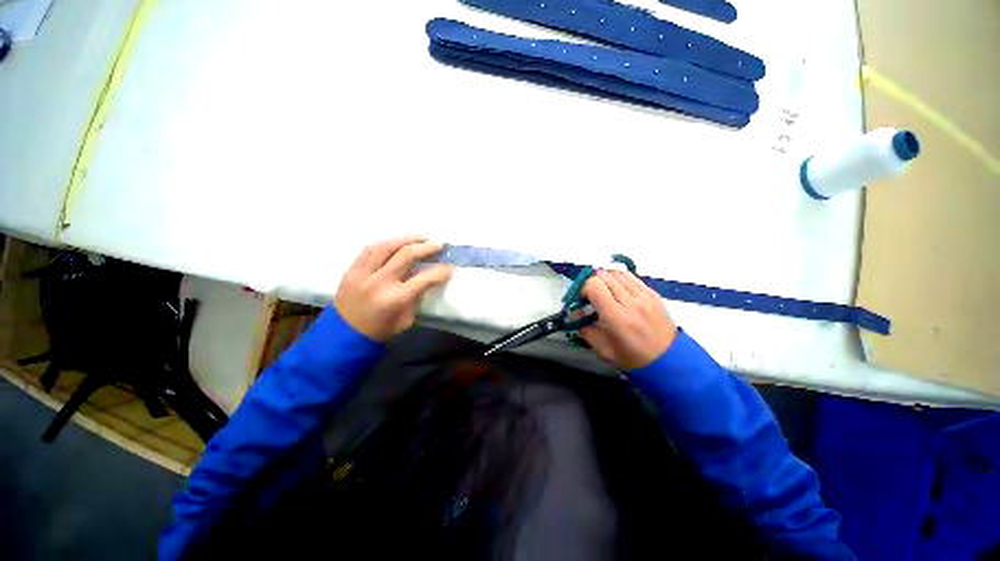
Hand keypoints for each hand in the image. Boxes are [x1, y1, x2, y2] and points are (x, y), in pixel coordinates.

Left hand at [334, 236, 453, 340]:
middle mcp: (380, 281)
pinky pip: (370, 249)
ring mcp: (364, 273)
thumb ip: (414, 300)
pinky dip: (385, 243)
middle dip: (425, 247)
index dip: (440, 271)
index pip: (424, 278)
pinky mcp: (352, 269)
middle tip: (437, 244)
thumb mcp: (403, 322)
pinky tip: (395, 242)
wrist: (345, 334)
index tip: (449, 267)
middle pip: (406, 254)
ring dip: (406, 238)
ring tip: (419, 237)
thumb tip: (424, 280)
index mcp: (395, 298)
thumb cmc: (378, 331)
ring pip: (387, 246)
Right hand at [579, 270, 677, 369]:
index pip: (594, 285)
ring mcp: (643, 295)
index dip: (584, 289)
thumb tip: (579, 320)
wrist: (667, 358)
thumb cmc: (634, 359)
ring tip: (606, 291)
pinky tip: (620, 290)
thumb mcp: (605, 352)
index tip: (583, 301)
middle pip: (605, 275)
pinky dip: (622, 280)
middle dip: (594, 283)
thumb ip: (589, 333)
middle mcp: (630, 301)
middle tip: (592, 296)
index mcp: (616, 317)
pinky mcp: (653, 293)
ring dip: (608, 279)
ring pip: (619, 273)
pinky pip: (633, 278)